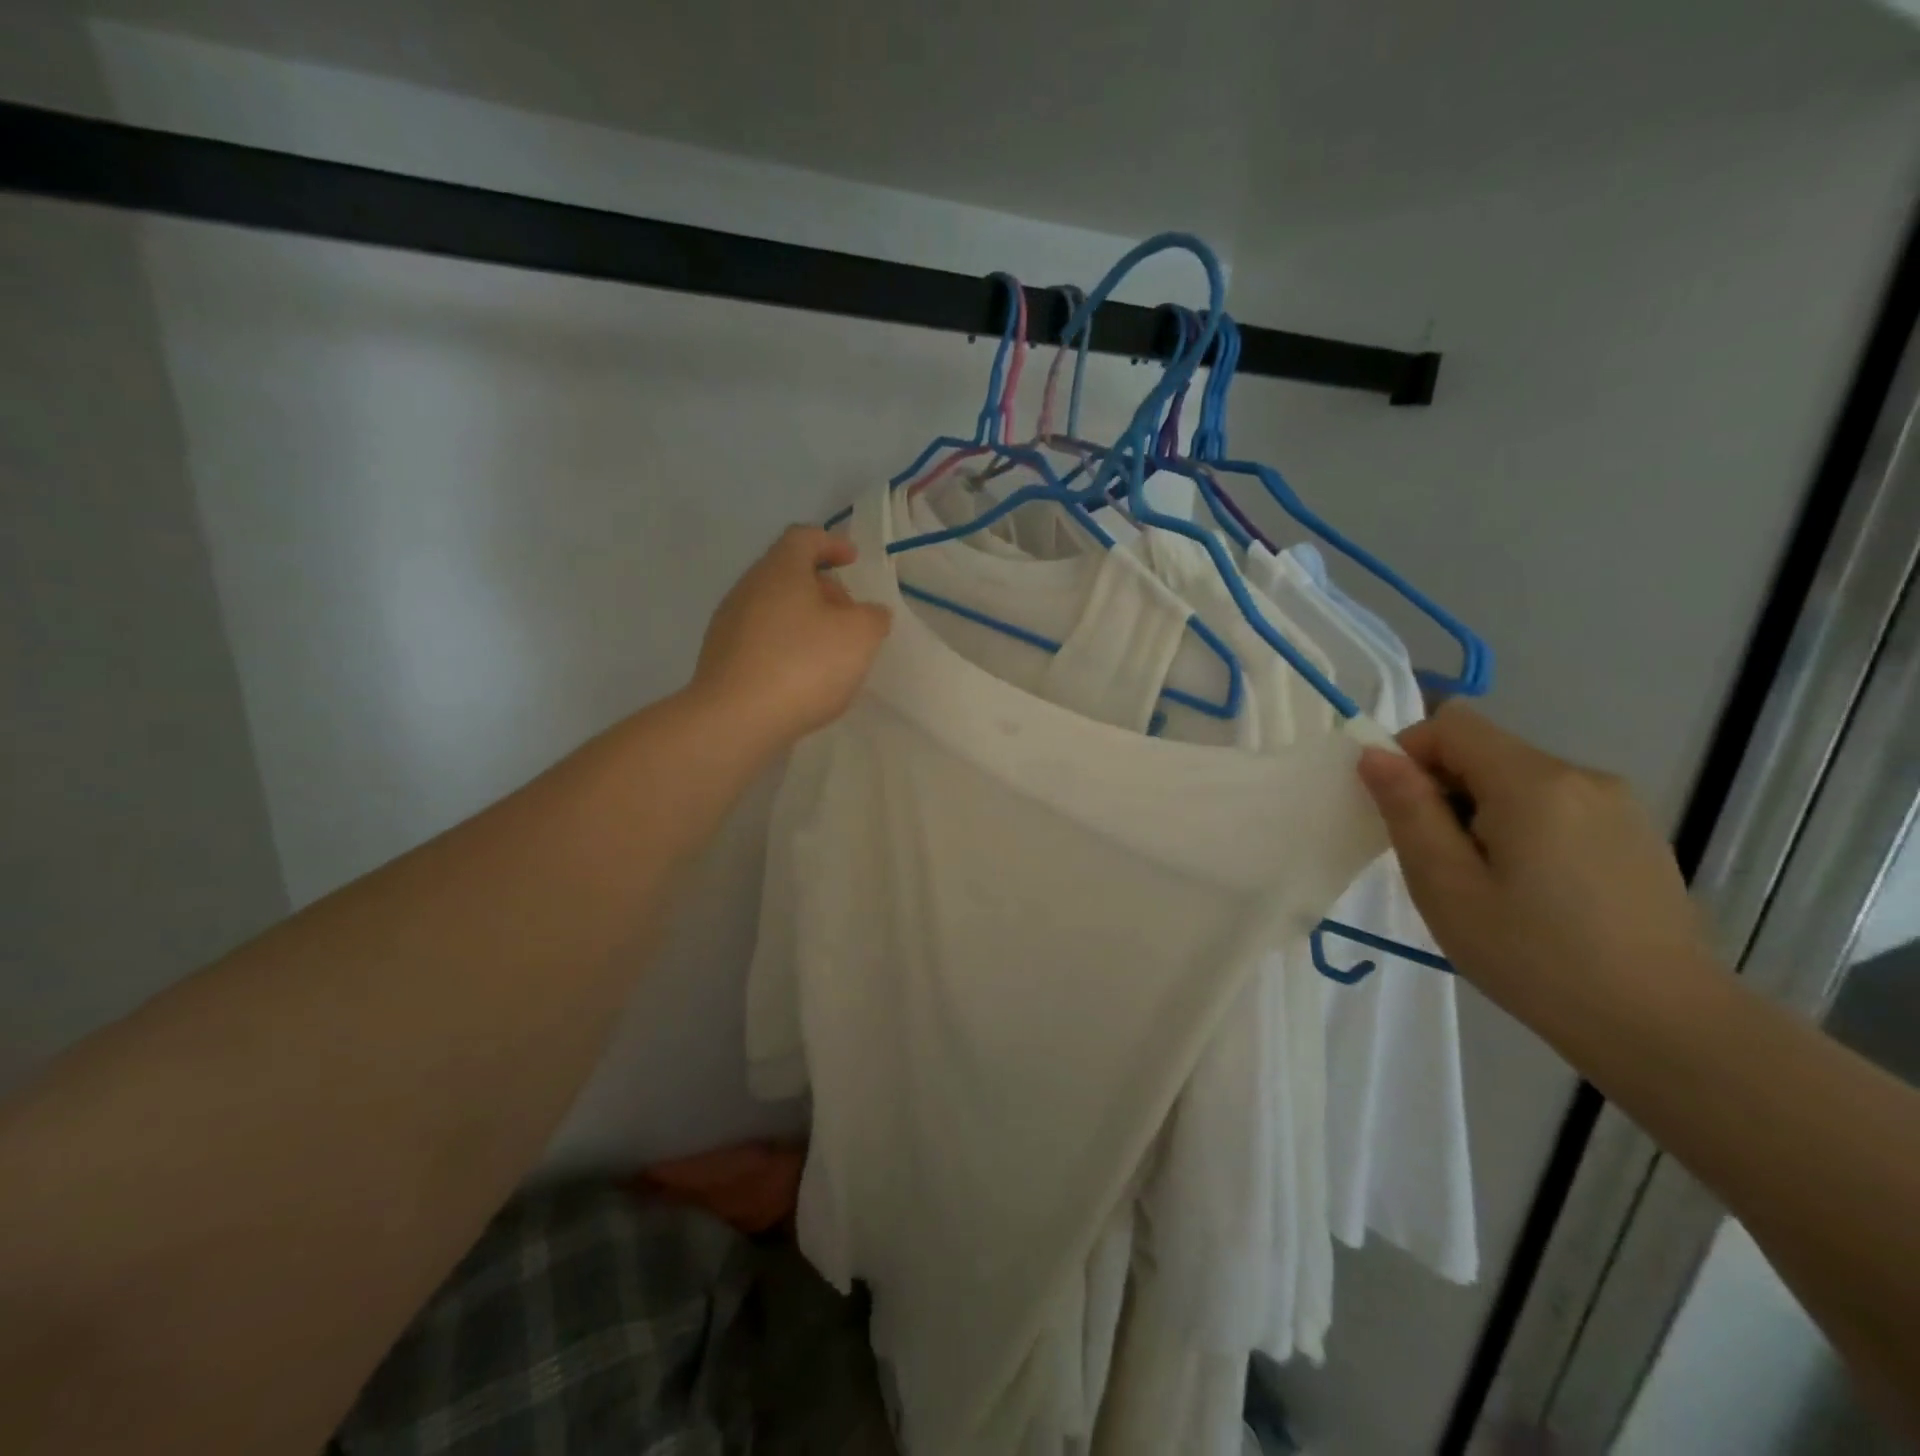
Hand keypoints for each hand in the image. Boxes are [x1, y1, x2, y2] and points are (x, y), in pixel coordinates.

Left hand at [691, 526, 891, 749]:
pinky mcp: (721, 658)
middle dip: (822, 587)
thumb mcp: (859, 636)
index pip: (804, 537)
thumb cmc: (803, 665)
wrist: (736, 719)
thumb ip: (872, 617)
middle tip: (848, 613)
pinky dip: (785, 645)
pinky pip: (760, 639)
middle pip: (787, 573)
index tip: (852, 560)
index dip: (832, 543)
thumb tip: (870, 613)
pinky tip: (801, 675)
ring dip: (803, 619)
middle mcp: (748, 588)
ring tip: (829, 649)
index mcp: (780, 570)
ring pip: (773, 607)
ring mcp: (729, 624)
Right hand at [1356, 703, 1719, 1023]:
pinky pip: (1554, 805)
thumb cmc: (1535, 958)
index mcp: (1534, 783)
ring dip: (1481, 812)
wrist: (1667, 1029)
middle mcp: (1582, 776)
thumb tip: (1374, 754)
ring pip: (1518, 780)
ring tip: (1486, 883)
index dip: (1410, 754)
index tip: (1400, 813)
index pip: (1451, 724)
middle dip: (1444, 790)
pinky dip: (1521, 828)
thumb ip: (1408, 810)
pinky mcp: (1635, 833)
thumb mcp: (1446, 886)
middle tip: (1438, 862)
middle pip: (1485, 750)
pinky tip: (1533, 891)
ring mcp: (1618, 804)